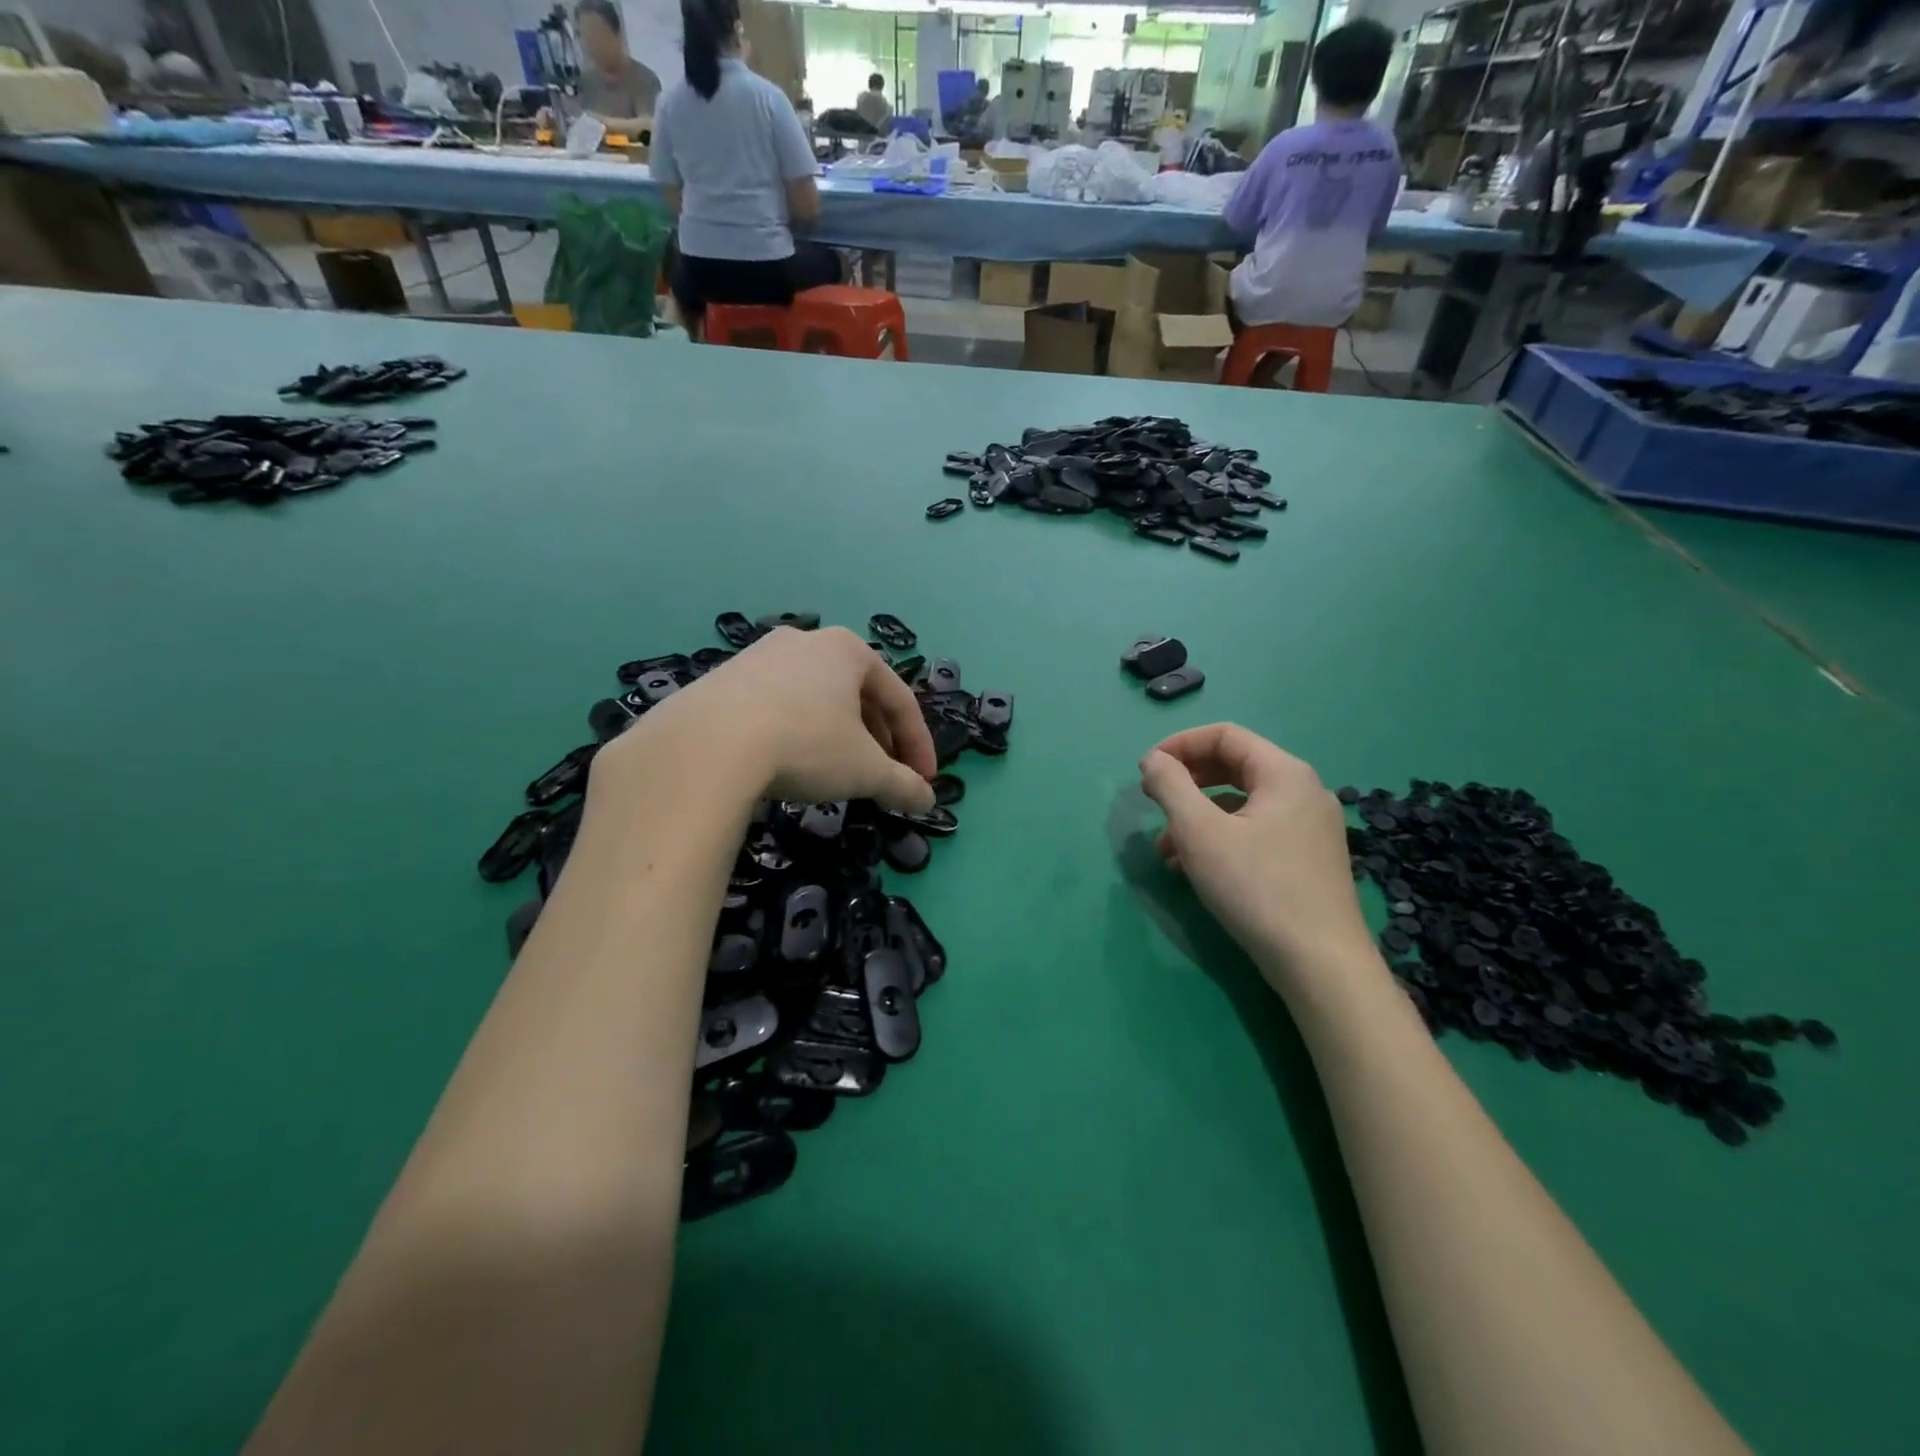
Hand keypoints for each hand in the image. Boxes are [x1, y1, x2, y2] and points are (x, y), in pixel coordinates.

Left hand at [601, 627, 935, 812]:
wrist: (707, 745)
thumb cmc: (806, 744)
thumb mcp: (864, 770)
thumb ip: (902, 784)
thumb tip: (926, 802)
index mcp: (849, 650)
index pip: (899, 699)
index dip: (917, 744)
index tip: (922, 780)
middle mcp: (806, 641)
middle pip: (857, 694)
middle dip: (877, 738)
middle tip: (884, 775)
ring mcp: (759, 656)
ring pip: (815, 698)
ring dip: (837, 735)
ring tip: (838, 771)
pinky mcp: (723, 679)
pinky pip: (776, 705)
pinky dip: (796, 732)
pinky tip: (788, 762)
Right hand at [1139, 724, 1376, 988]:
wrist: (1320, 964)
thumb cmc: (1256, 887)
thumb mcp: (1199, 832)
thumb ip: (1170, 786)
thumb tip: (1153, 760)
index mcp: (1285, 773)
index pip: (1225, 736)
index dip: (1179, 745)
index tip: (1146, 770)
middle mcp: (1303, 792)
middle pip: (1234, 767)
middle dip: (1186, 783)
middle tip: (1152, 802)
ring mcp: (1310, 828)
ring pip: (1241, 805)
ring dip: (1197, 818)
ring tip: (1164, 851)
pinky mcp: (1308, 861)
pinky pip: (1255, 833)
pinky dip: (1220, 840)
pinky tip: (1193, 870)